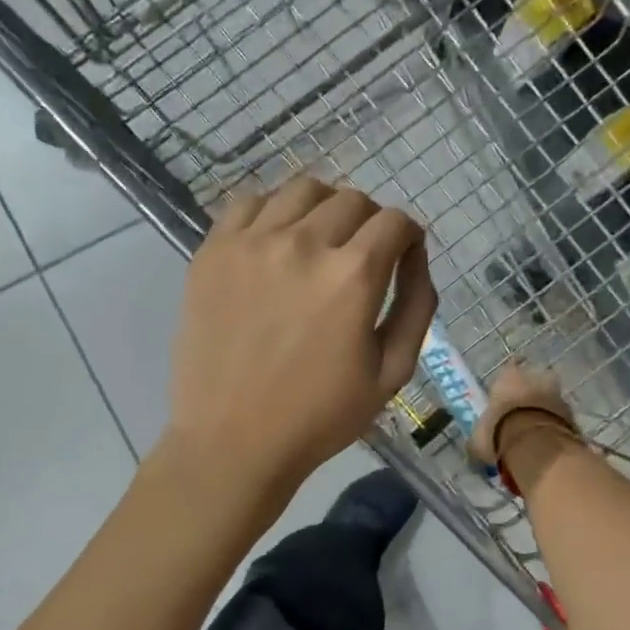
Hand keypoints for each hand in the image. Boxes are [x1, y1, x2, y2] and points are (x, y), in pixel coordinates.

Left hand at [163, 177, 437, 491]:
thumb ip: (416, 306)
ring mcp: (252, 242)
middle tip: (361, 256)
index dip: (407, 236)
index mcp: (353, 275)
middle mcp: (304, 243)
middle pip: (352, 200)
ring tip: (319, 241)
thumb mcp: (392, 373)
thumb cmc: (319, 416)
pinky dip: (272, 211)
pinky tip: (274, 241)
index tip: (402, 256)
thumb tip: (416, 256)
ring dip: (323, 207)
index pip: (395, 222)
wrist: (232, 440)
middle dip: (370, 222)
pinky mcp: (213, 251)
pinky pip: (249, 202)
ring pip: (302, 189)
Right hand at [468, 361, 576, 467]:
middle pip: (534, 380)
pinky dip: (556, 424)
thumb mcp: (478, 438)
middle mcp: (535, 377)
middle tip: (522, 412)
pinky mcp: (572, 413)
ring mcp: (557, 393)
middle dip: (530, 393)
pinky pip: (561, 416)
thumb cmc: (499, 432)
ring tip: (537, 429)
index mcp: (508, 377)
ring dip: (545, 409)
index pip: (508, 370)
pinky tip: (549, 440)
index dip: (507, 384)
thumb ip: (479, 436)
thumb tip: (475, 445)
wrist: (537, 444)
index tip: (504, 396)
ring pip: (550, 397)